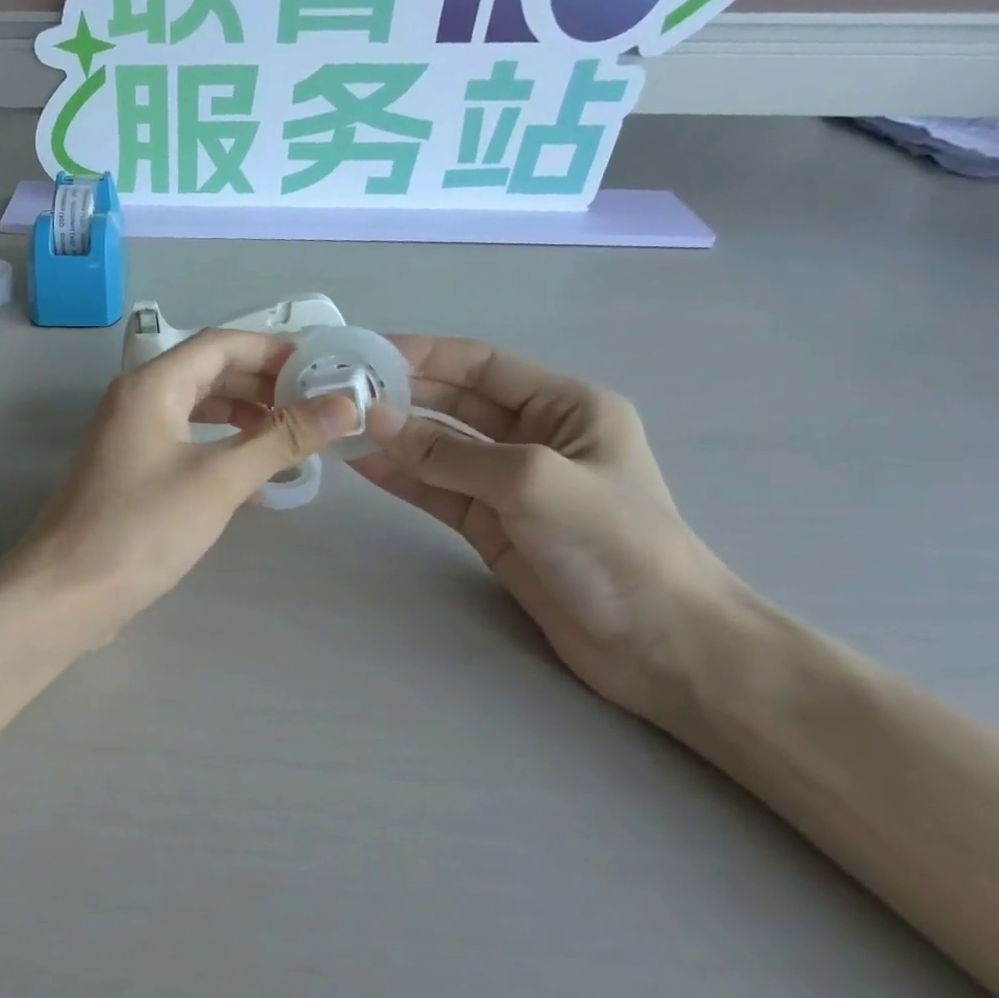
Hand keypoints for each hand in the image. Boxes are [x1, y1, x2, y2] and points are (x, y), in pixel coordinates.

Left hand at [14, 330, 358, 650]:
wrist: (66, 592)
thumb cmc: (142, 528)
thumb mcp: (219, 479)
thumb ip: (281, 438)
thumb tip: (345, 405)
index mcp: (152, 385)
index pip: (222, 344)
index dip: (275, 350)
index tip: (324, 368)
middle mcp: (137, 399)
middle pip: (209, 371)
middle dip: (264, 382)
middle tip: (317, 403)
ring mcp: (130, 435)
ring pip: (197, 406)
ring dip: (245, 412)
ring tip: (293, 432)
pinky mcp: (131, 470)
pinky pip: (185, 438)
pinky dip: (221, 442)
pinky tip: (253, 465)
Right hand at [351, 337, 735, 723]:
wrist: (658, 644)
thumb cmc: (613, 544)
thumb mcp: (531, 482)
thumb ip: (450, 452)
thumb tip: (376, 420)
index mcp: (566, 406)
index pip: (484, 365)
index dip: (427, 355)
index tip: (368, 353)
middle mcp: (536, 436)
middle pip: (457, 403)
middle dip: (404, 396)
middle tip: (343, 392)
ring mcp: (510, 484)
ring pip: (440, 449)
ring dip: (395, 437)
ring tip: (340, 425)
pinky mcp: (491, 525)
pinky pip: (437, 490)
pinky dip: (402, 477)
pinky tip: (362, 464)